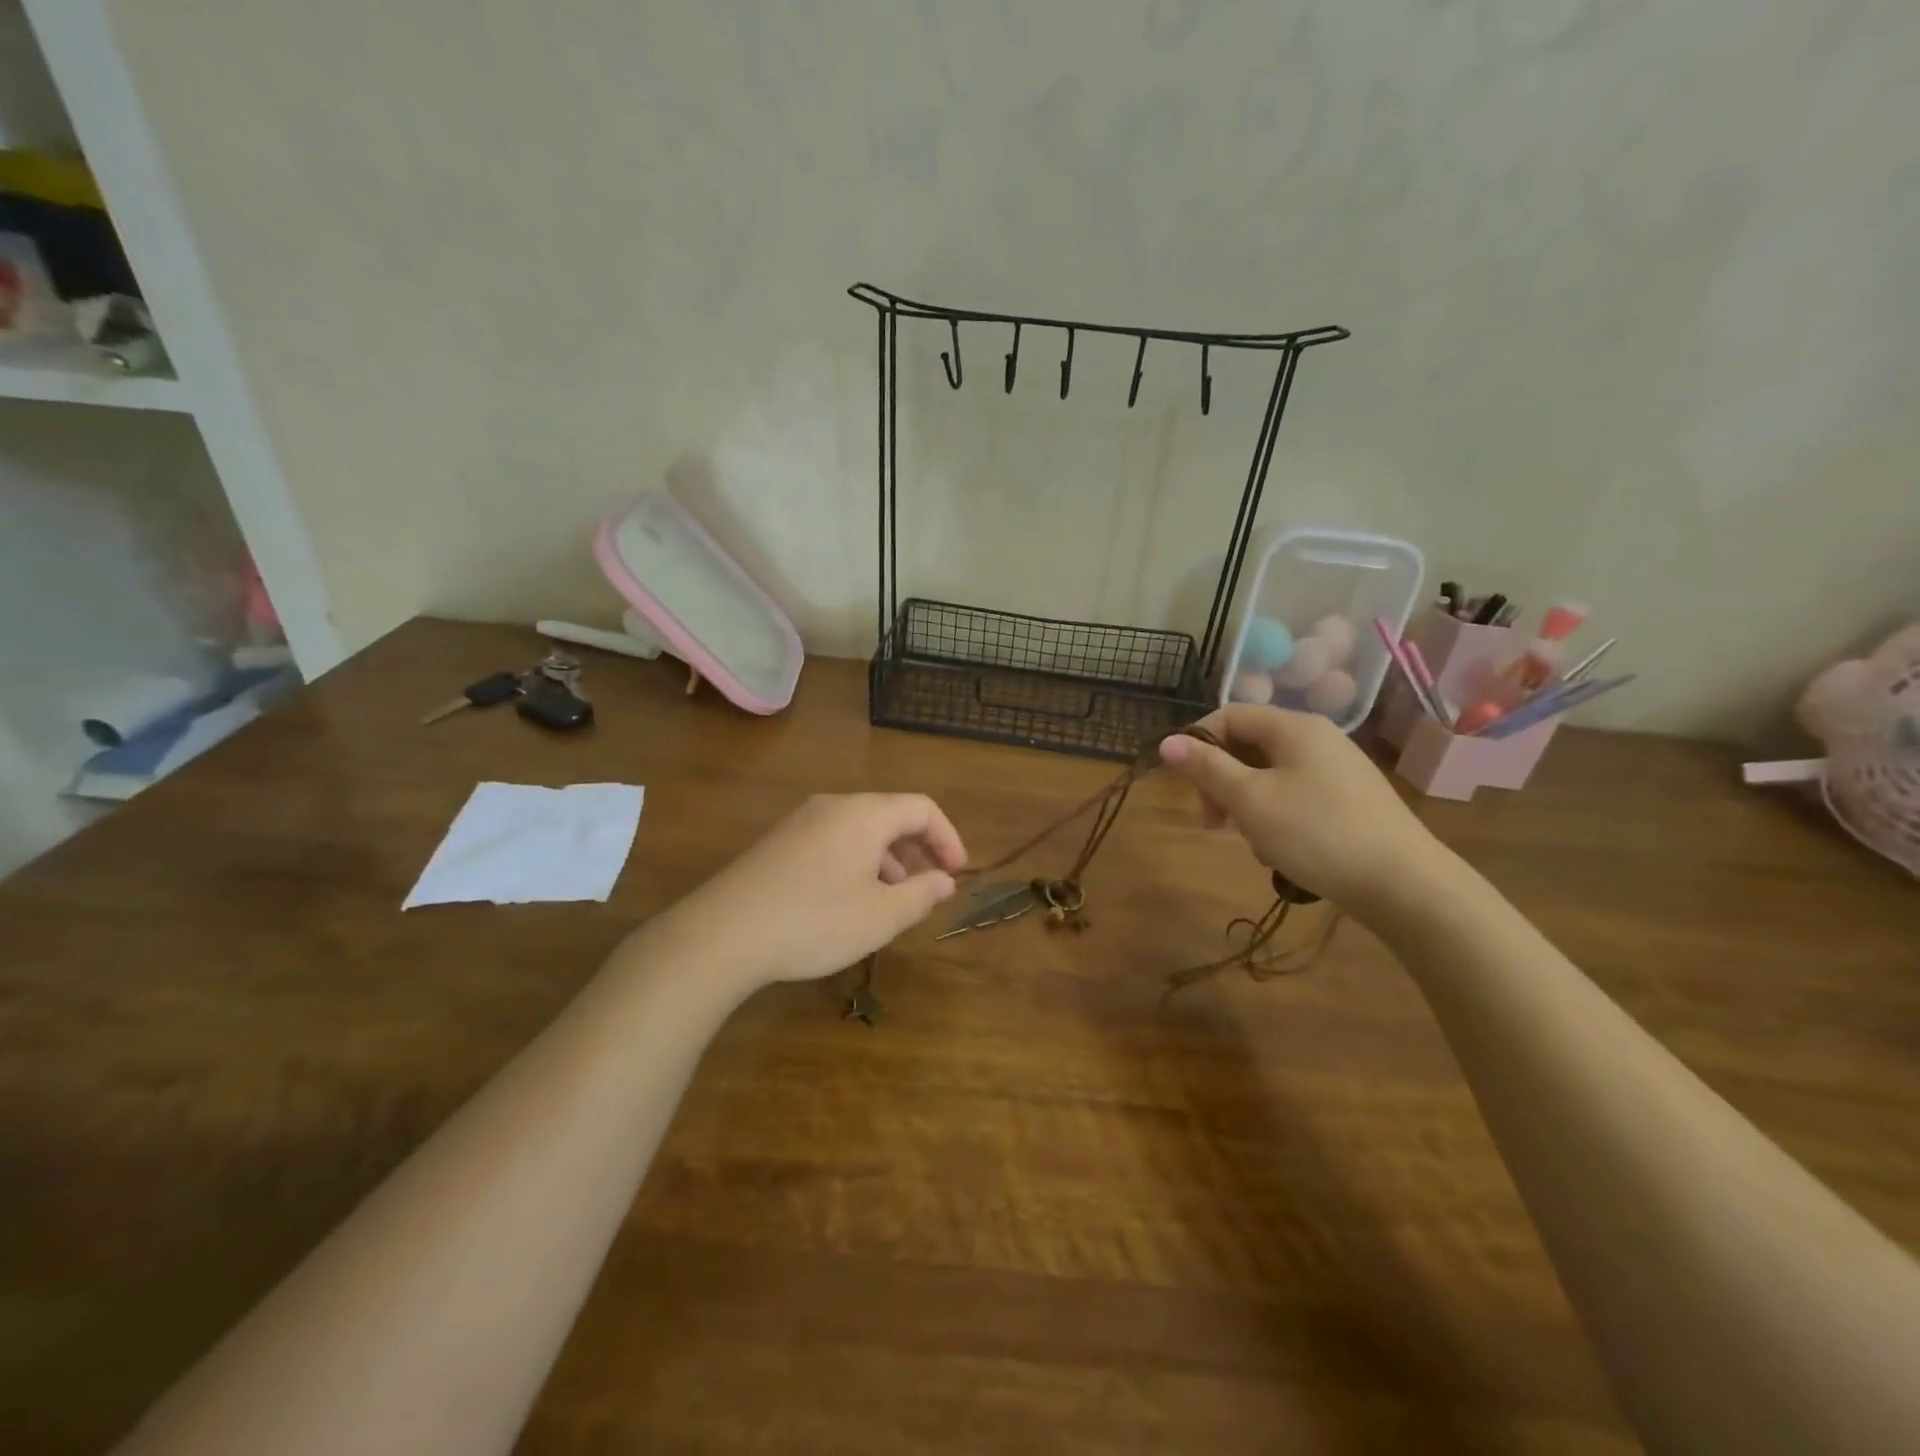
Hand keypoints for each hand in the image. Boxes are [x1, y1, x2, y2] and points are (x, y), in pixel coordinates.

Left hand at [667, 793, 967, 985]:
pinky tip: (848, 901)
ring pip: (860, 830)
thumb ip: (921, 895)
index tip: (958, 874)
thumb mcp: (880, 917)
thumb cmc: (814, 922)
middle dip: (918, 850)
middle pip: (890, 815)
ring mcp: (801, 822)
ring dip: (886, 860)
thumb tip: (945, 880)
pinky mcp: (778, 843)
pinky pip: (832, 841)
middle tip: (929, 888)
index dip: (948, 838)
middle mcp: (833, 806)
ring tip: (891, 901)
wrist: (721, 934)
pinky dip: (856, 863)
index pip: (922, 808)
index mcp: (865, 814)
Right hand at [1158, 705, 1442, 911]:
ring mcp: (1338, 770)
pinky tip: (1281, 850)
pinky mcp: (1350, 800)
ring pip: (1270, 775)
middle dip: (1221, 781)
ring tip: (1252, 842)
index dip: (1198, 742)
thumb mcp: (1250, 800)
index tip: (1185, 785)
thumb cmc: (1317, 833)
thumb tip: (1167, 741)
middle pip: (1249, 745)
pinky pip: (1296, 795)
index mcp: (1294, 727)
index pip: (1229, 715)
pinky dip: (1276, 816)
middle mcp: (1318, 738)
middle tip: (1212, 823)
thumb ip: (1206, 768)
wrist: (1404, 885)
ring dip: (1247, 804)